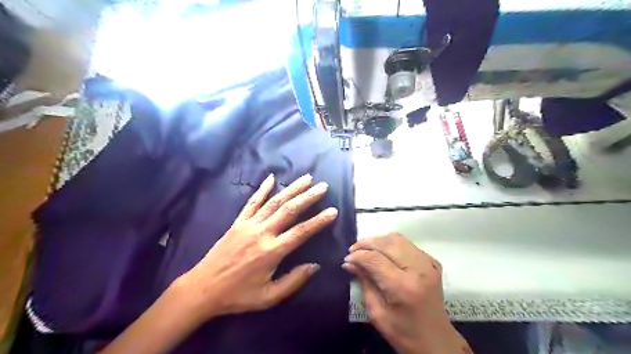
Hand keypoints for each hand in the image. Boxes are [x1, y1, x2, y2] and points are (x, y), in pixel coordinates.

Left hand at [174, 172, 336, 320]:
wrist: (203, 288)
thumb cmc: (238, 295)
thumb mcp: (268, 297)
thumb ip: (293, 281)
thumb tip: (315, 266)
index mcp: (271, 252)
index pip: (301, 232)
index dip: (319, 221)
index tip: (332, 211)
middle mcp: (262, 233)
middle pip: (289, 210)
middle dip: (308, 197)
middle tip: (323, 186)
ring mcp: (249, 225)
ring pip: (274, 202)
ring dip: (291, 188)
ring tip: (306, 178)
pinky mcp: (238, 222)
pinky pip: (252, 202)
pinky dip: (262, 189)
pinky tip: (271, 178)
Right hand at [343, 233, 470, 353]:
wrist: (437, 341)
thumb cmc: (404, 333)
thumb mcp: (377, 313)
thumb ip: (364, 283)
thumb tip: (349, 263)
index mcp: (404, 286)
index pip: (375, 259)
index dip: (358, 255)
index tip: (346, 259)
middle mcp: (418, 269)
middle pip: (386, 242)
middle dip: (366, 243)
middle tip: (353, 251)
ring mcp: (428, 263)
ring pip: (397, 238)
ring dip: (378, 241)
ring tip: (366, 250)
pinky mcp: (432, 261)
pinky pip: (407, 244)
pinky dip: (391, 245)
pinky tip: (383, 254)